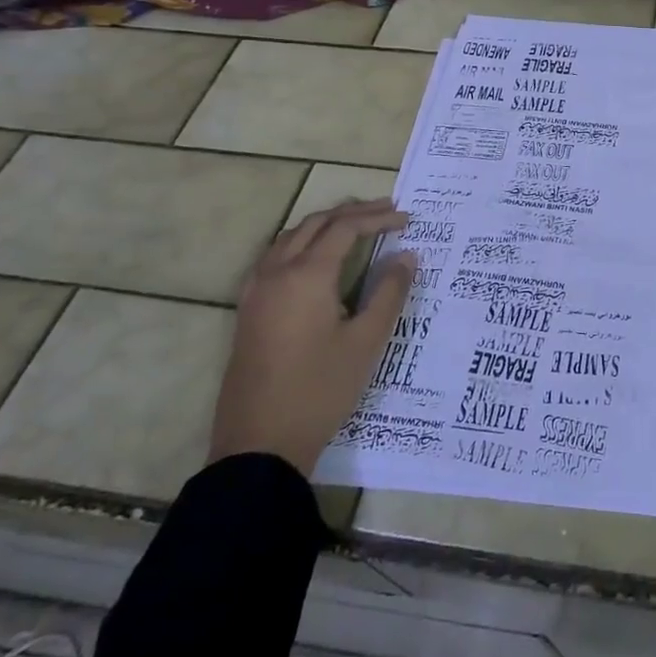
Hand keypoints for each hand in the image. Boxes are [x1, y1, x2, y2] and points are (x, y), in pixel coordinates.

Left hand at [208, 198, 416, 474]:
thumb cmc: (320, 390)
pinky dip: (302, 242)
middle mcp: (276, 272)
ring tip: (356, 226)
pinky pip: (275, 256)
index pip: (345, 228)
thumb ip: (389, 292)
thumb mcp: (366, 341)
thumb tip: (407, 256)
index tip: (407, 219)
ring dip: (324, 225)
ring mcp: (256, 291)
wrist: (259, 444)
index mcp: (306, 276)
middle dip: (352, 213)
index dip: (378, 218)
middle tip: (387, 211)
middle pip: (315, 224)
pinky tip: (317, 258)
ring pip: (291, 237)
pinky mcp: (248, 310)